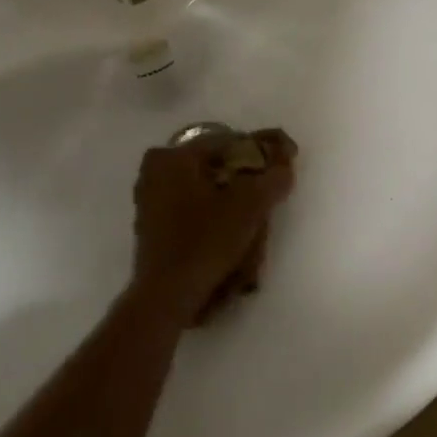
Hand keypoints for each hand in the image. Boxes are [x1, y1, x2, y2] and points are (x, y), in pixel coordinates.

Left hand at [132, 128, 297, 325]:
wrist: (167, 295)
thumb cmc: (205, 241)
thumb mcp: (249, 206)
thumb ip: (273, 177)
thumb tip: (286, 157)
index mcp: (173, 156)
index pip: (227, 141)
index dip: (259, 151)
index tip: (282, 165)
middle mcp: (155, 170)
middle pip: (213, 164)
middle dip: (243, 174)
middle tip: (268, 189)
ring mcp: (149, 199)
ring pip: (201, 186)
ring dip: (228, 193)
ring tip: (254, 212)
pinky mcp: (151, 226)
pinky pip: (189, 206)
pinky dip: (211, 210)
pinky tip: (230, 228)